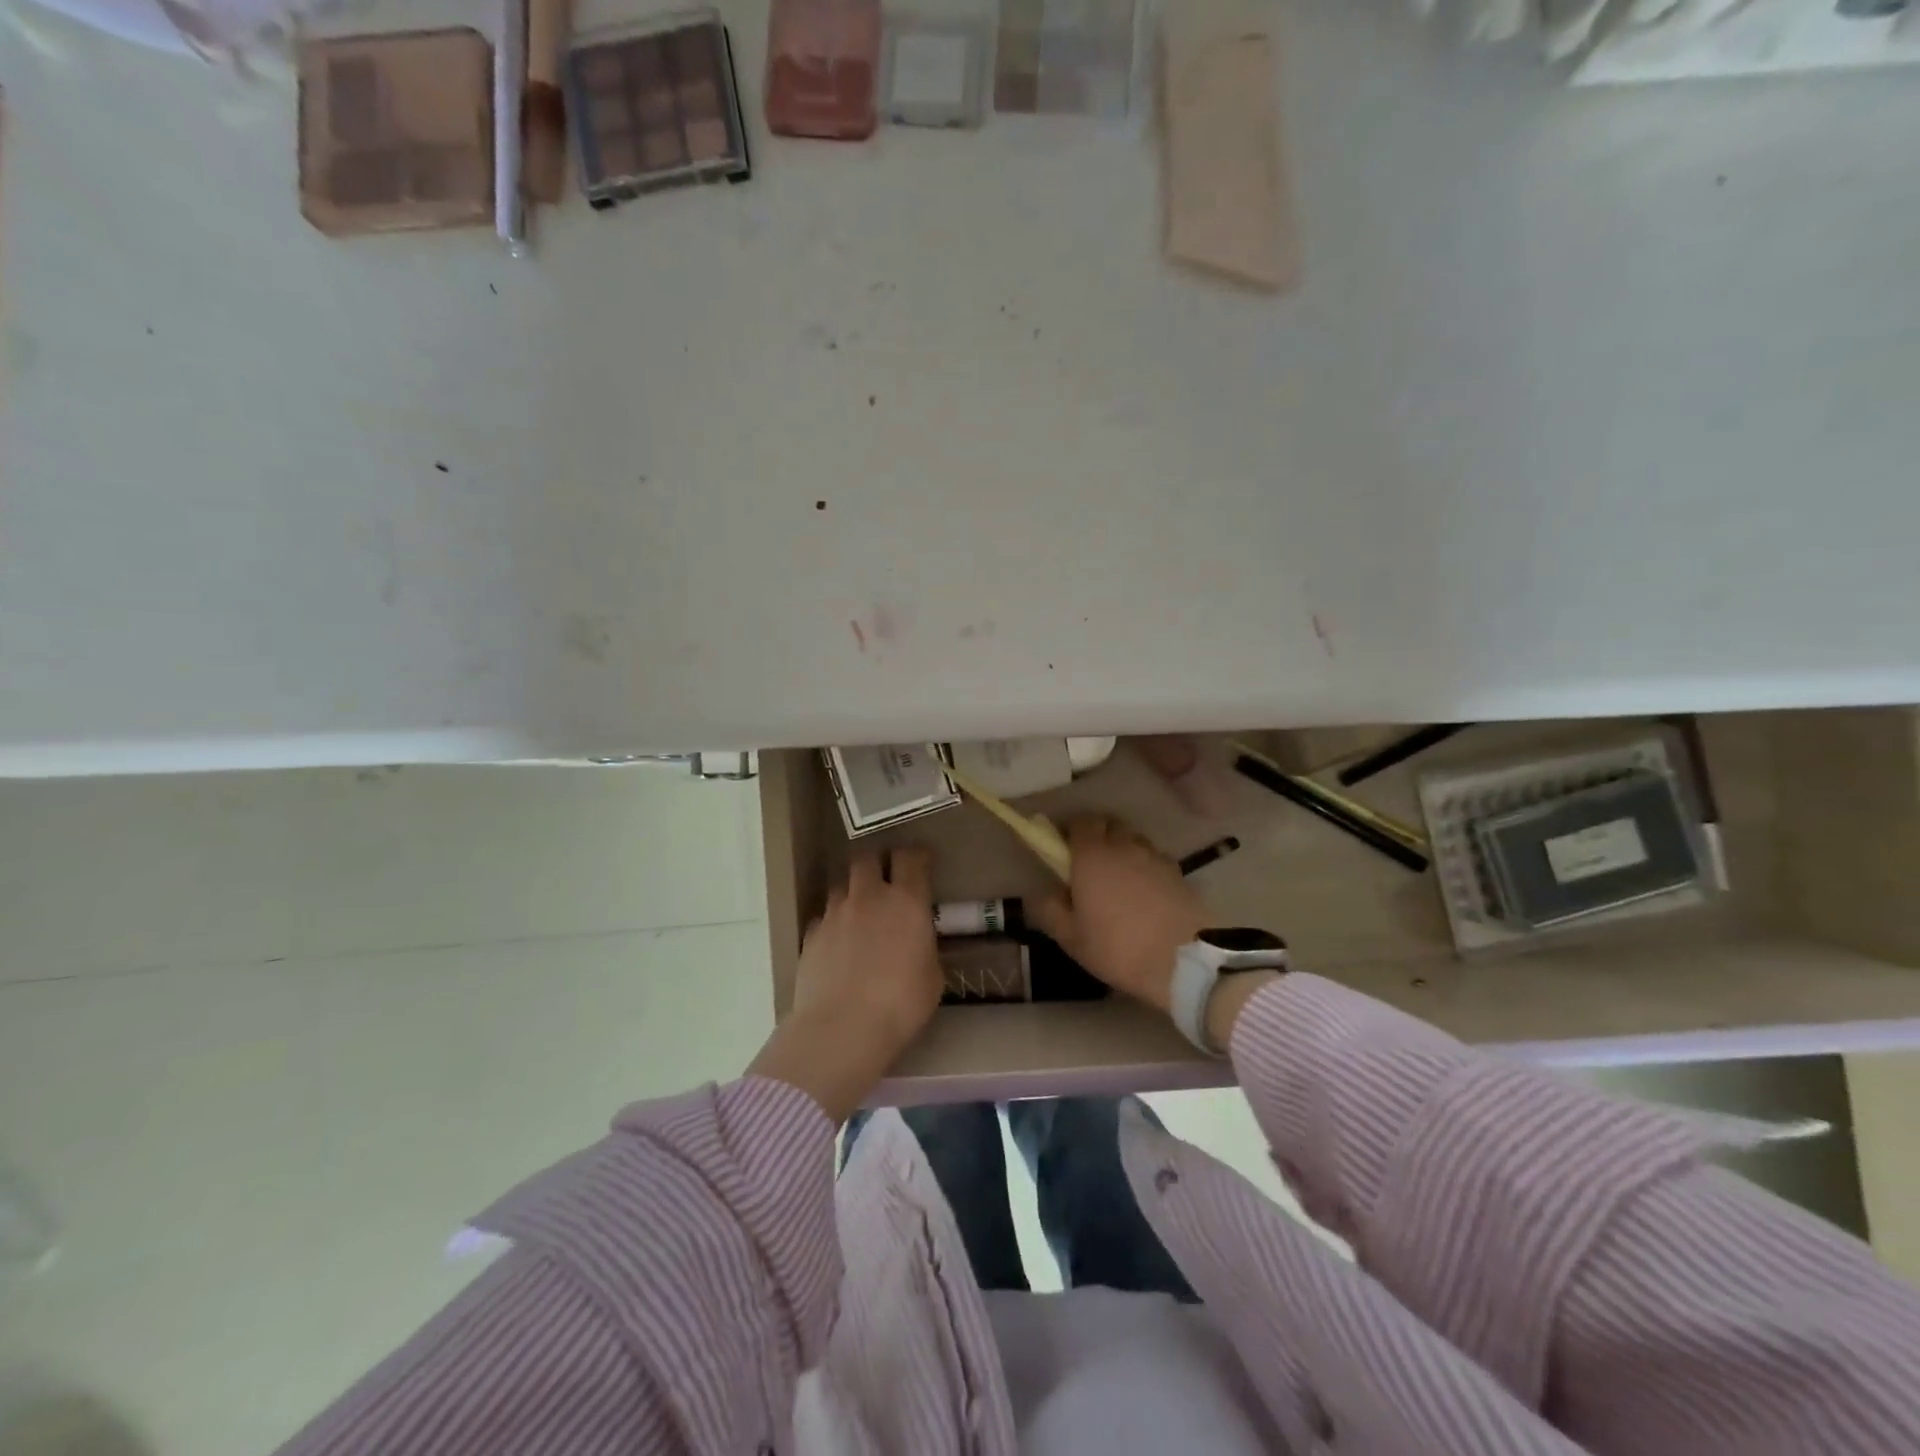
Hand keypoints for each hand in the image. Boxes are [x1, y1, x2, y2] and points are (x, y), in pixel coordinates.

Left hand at [748, 848, 941, 1121]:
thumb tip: (919, 943)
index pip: (911, 858)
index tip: (921, 862)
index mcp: (906, 901)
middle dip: (877, 863)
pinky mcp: (811, 935)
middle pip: (867, 859)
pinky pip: (822, 917)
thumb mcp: (932, 977)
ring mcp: (835, 914)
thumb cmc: (901, 1003)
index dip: (917, 856)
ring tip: (858, 913)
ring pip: (840, 885)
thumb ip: (925, 948)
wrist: (843, 1027)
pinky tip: (837, 944)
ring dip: (851, 892)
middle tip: (885, 879)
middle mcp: (869, 897)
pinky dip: (831, 923)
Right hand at [1030, 816, 1205, 1013]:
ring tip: (1121, 881)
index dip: (1071, 832)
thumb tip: (1042, 893)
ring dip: (1124, 851)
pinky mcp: (1179, 873)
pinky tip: (1146, 895)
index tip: (1064, 851)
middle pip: (1110, 825)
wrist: (1184, 962)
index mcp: (1092, 855)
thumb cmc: (1118, 948)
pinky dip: (1146, 868)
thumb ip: (1050, 910)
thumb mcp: (1071, 938)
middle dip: (1098, 836)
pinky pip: (1155, 860)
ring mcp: (1155, 857)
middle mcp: (1124, 846)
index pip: (1080, 822)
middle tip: (1090, 865)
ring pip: (1134, 841)